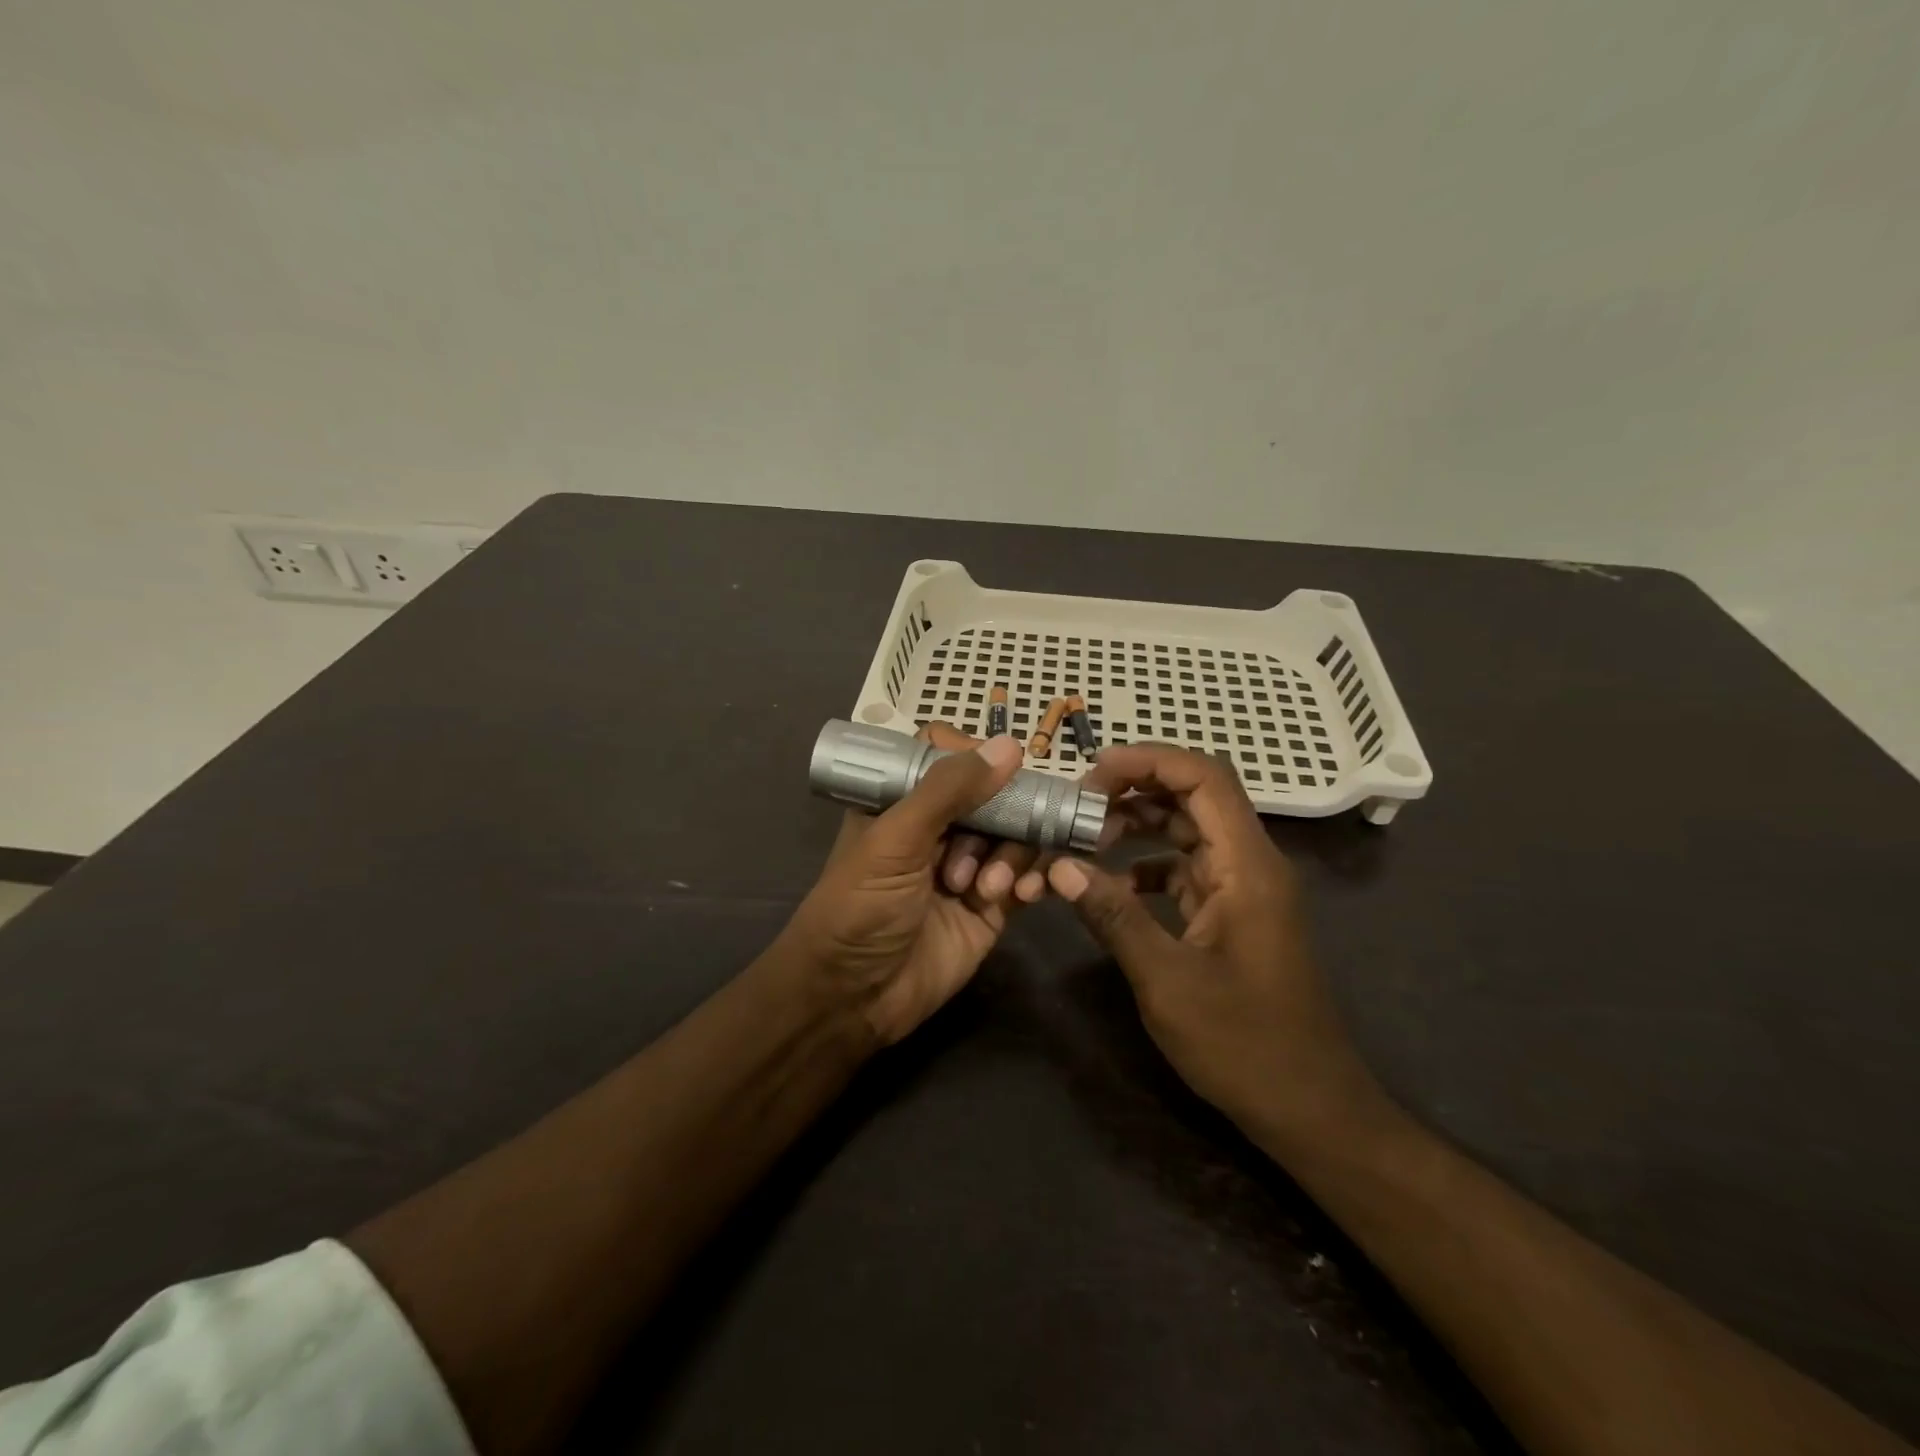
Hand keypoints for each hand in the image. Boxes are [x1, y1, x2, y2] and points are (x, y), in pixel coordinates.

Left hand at [785, 724, 1043, 1045]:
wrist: (853, 999)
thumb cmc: (860, 908)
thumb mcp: (895, 841)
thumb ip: (948, 791)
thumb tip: (1009, 746)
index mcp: (902, 802)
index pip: (947, 758)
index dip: (975, 760)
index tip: (1001, 769)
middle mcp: (937, 829)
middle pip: (992, 796)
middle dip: (1002, 817)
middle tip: (995, 841)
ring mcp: (967, 867)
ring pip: (1014, 836)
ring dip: (1010, 856)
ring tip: (983, 890)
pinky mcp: (990, 907)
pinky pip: (1025, 877)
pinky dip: (1031, 880)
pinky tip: (1024, 895)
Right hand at [1045, 745, 1386, 1148]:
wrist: (1309, 1109)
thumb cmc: (1244, 1045)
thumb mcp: (1167, 981)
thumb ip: (1114, 917)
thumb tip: (1060, 867)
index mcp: (1248, 867)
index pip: (1205, 778)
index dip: (1149, 760)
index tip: (1092, 771)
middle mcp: (1250, 864)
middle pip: (1195, 795)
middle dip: (1134, 788)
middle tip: (1077, 804)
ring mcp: (1243, 889)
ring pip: (1188, 830)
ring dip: (1138, 824)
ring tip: (1084, 836)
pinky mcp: (1233, 914)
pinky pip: (1186, 868)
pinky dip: (1147, 865)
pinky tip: (1111, 884)